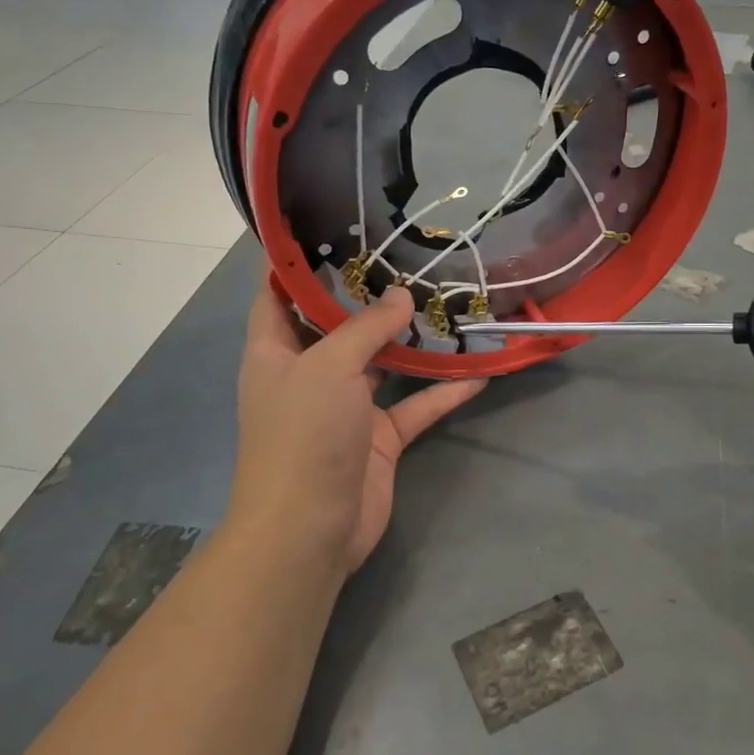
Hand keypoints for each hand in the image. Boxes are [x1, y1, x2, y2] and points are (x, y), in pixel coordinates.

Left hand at [227, 284, 486, 574]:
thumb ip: (367, 327)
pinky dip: (443, 391)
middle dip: (369, 294)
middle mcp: (309, 373)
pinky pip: (415, 405)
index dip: (295, 260)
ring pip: (382, 362)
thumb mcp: (329, 367)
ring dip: (412, 340)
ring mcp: (346, 407)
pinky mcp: (379, 437)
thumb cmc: (303, 436)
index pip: (277, 293)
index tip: (327, 224)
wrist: (309, 530)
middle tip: (408, 257)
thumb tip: (401, 296)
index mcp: (275, 351)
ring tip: (447, 303)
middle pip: (338, 324)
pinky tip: (479, 373)